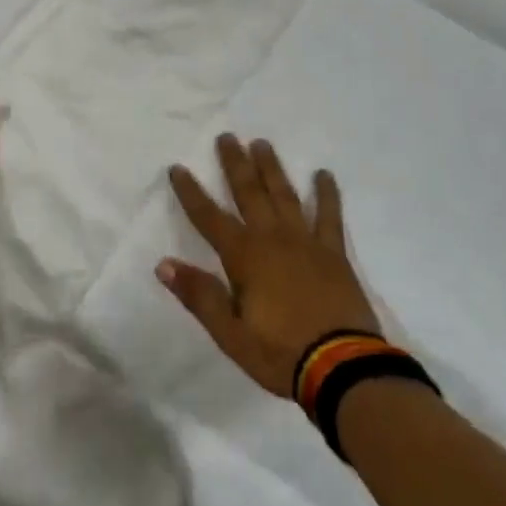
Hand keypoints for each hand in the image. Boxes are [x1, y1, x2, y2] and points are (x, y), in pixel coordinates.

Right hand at [158, 135, 379, 397]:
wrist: (342, 368)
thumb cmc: (280, 354)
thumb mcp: (230, 334)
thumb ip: (199, 295)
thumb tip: (163, 264)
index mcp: (244, 257)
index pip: (209, 217)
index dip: (191, 192)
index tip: (178, 167)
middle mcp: (272, 239)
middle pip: (249, 193)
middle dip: (235, 164)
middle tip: (226, 136)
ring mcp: (306, 242)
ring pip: (284, 195)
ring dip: (271, 168)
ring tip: (262, 144)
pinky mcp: (334, 253)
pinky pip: (329, 216)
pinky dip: (326, 194)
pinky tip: (323, 175)